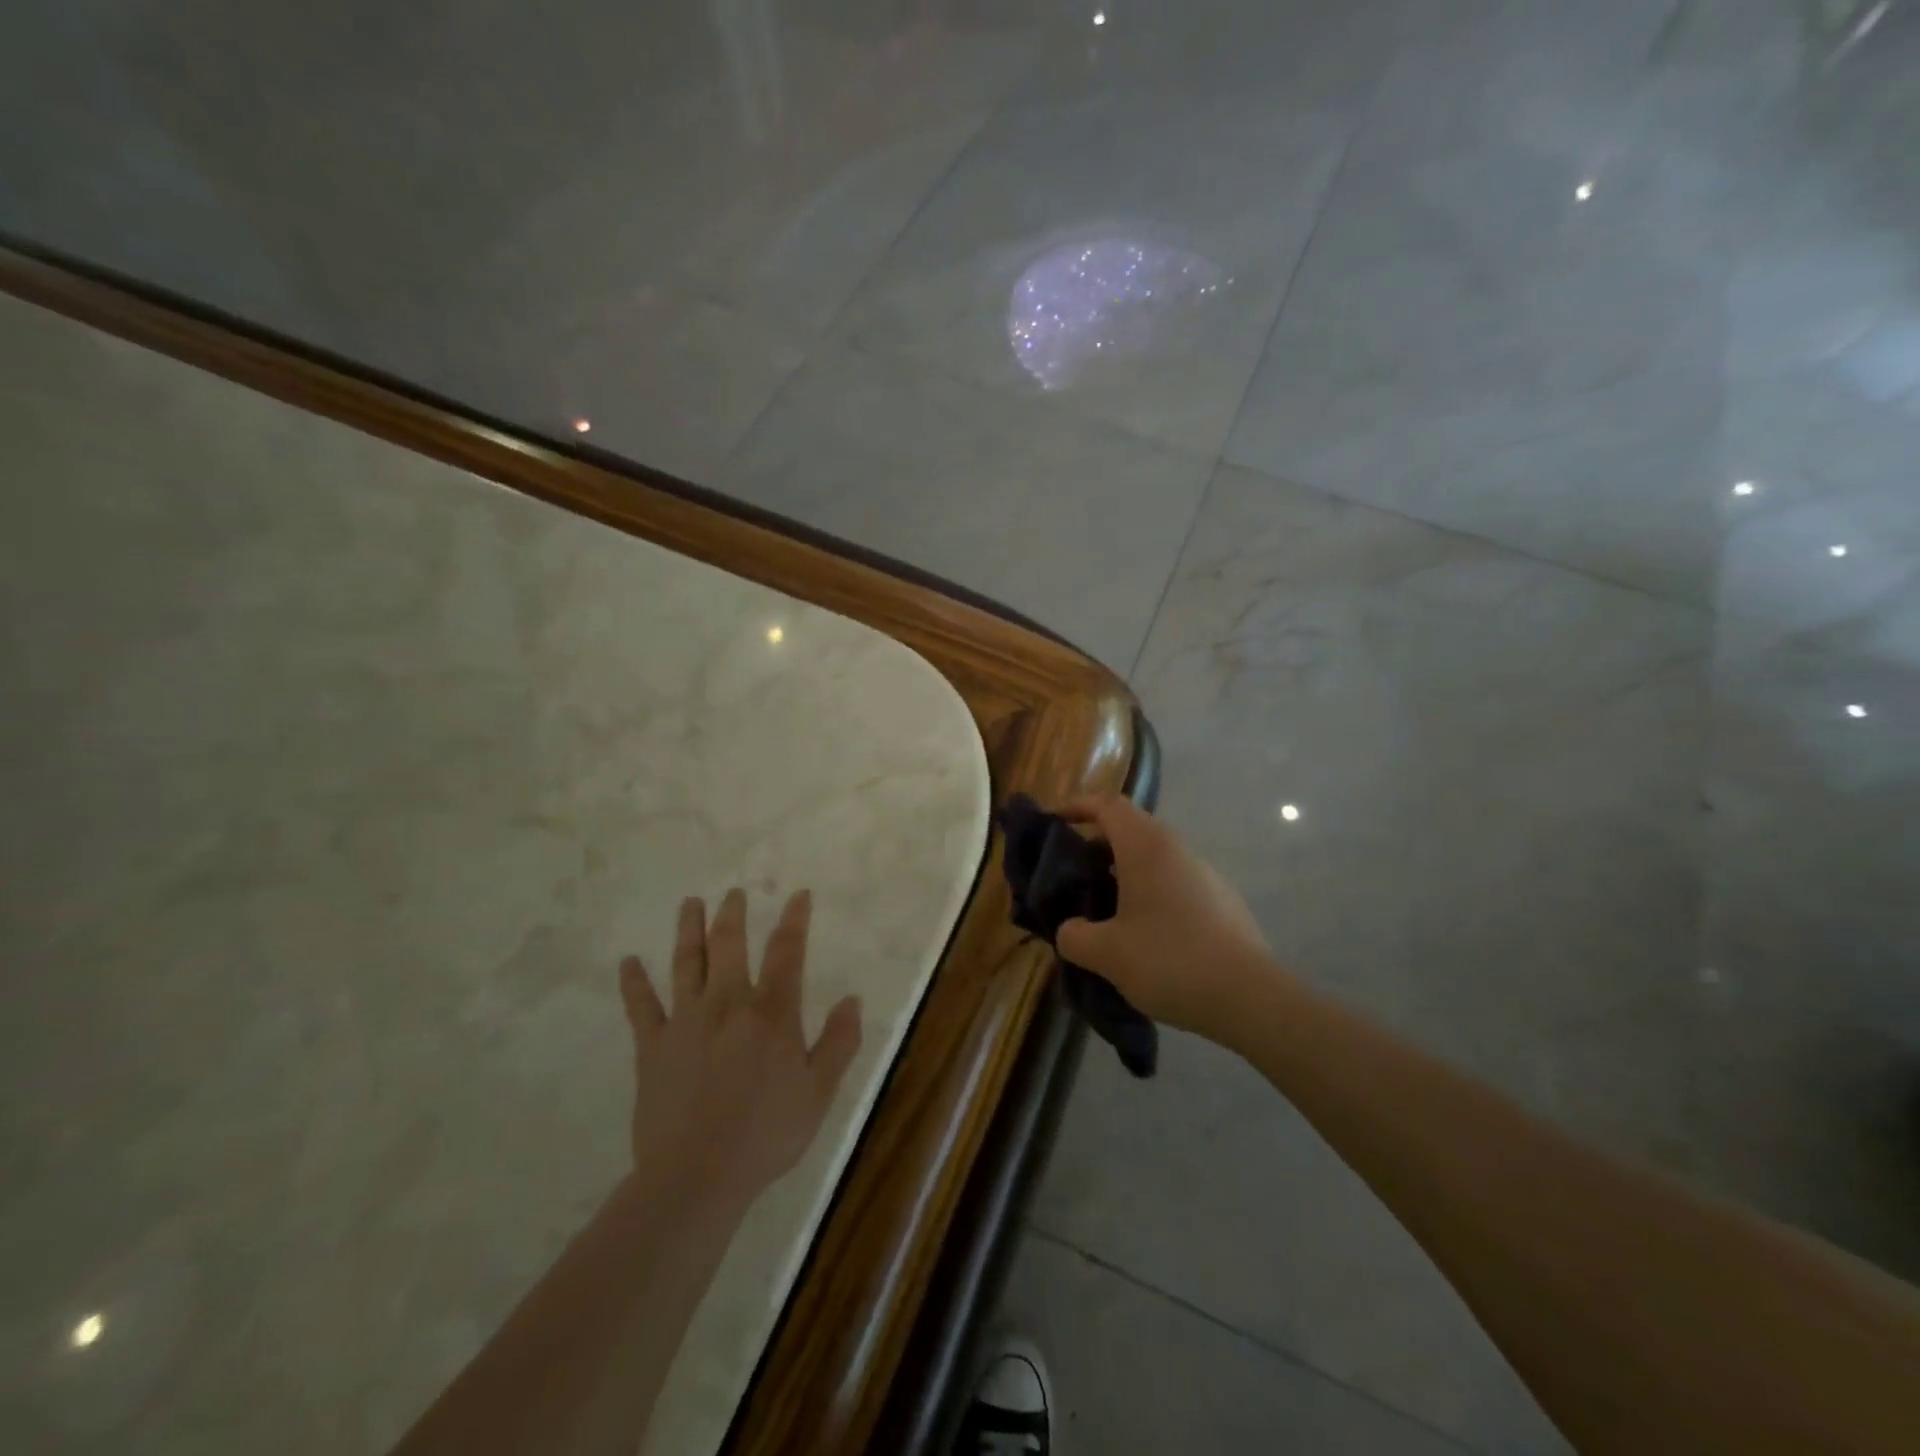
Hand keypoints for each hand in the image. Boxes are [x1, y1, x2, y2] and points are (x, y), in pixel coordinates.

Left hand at [620, 888, 861, 1214]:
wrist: (696, 1177)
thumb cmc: (766, 1134)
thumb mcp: (818, 1092)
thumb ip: (838, 1042)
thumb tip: (853, 999)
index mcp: (771, 1013)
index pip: (787, 952)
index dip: (795, 920)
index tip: (799, 895)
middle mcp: (728, 1003)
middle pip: (729, 945)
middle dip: (733, 914)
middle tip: (733, 893)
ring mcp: (685, 1021)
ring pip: (687, 963)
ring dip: (689, 930)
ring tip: (690, 904)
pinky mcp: (652, 1047)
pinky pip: (641, 1007)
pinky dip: (634, 983)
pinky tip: (628, 962)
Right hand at [1054, 794, 1282, 1040]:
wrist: (1251, 997)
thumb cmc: (1170, 961)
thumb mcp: (1107, 954)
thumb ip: (1074, 936)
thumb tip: (1070, 930)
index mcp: (1146, 847)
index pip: (1107, 805)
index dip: (1076, 806)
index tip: (1052, 821)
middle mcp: (1176, 849)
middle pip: (1130, 829)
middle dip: (1095, 845)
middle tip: (1070, 875)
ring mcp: (1203, 874)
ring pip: (1153, 858)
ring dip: (1122, 872)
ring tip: (1101, 909)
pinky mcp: (1220, 901)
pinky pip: (1172, 882)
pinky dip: (1147, 893)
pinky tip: (1141, 934)